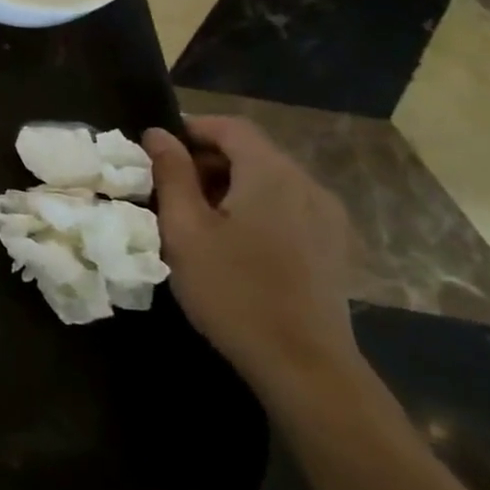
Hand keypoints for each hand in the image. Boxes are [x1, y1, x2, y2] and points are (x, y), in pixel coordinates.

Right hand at [144, 117, 360, 402]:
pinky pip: (288, 205)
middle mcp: (308, 185)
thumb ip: (171, 175)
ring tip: (196, 216)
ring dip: (230, 184)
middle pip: (253, 151)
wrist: (303, 363)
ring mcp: (327, 216)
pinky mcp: (333, 245)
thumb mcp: (185, 229)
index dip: (191, 128)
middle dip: (207, 159)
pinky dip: (255, 206)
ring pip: (270, 180)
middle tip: (167, 187)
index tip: (156, 150)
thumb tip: (158, 135)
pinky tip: (234, 241)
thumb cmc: (232, 290)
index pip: (231, 126)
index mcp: (272, 174)